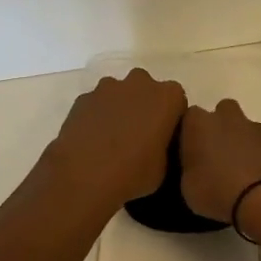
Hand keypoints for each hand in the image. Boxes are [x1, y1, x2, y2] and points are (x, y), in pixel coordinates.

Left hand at [43, 69, 186, 210]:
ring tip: (113, 140)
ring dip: (121, 109)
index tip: (164, 138)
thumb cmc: (133, 173)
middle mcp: (140, 83)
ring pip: (120, 94)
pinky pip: (98, 103)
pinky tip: (93, 140)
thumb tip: (157, 144)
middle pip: (148, 90)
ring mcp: (108, 87)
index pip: (177, 101)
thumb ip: (166, 145)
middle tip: (140, 137)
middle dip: (145, 108)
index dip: (171, 120)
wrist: (83, 177)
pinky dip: (98, 116)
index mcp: (167, 97)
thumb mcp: (165, 167)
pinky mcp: (83, 98)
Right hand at [179, 99, 260, 224]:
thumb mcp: (188, 188)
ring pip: (245, 128)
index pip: (188, 118)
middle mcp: (227, 117)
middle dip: (219, 129)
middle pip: (221, 113)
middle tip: (216, 156)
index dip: (189, 134)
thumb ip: (189, 169)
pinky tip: (258, 179)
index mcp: (199, 123)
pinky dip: (260, 157)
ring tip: (239, 172)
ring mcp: (256, 128)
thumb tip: (196, 167)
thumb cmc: (218, 190)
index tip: (189, 153)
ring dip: (242, 143)